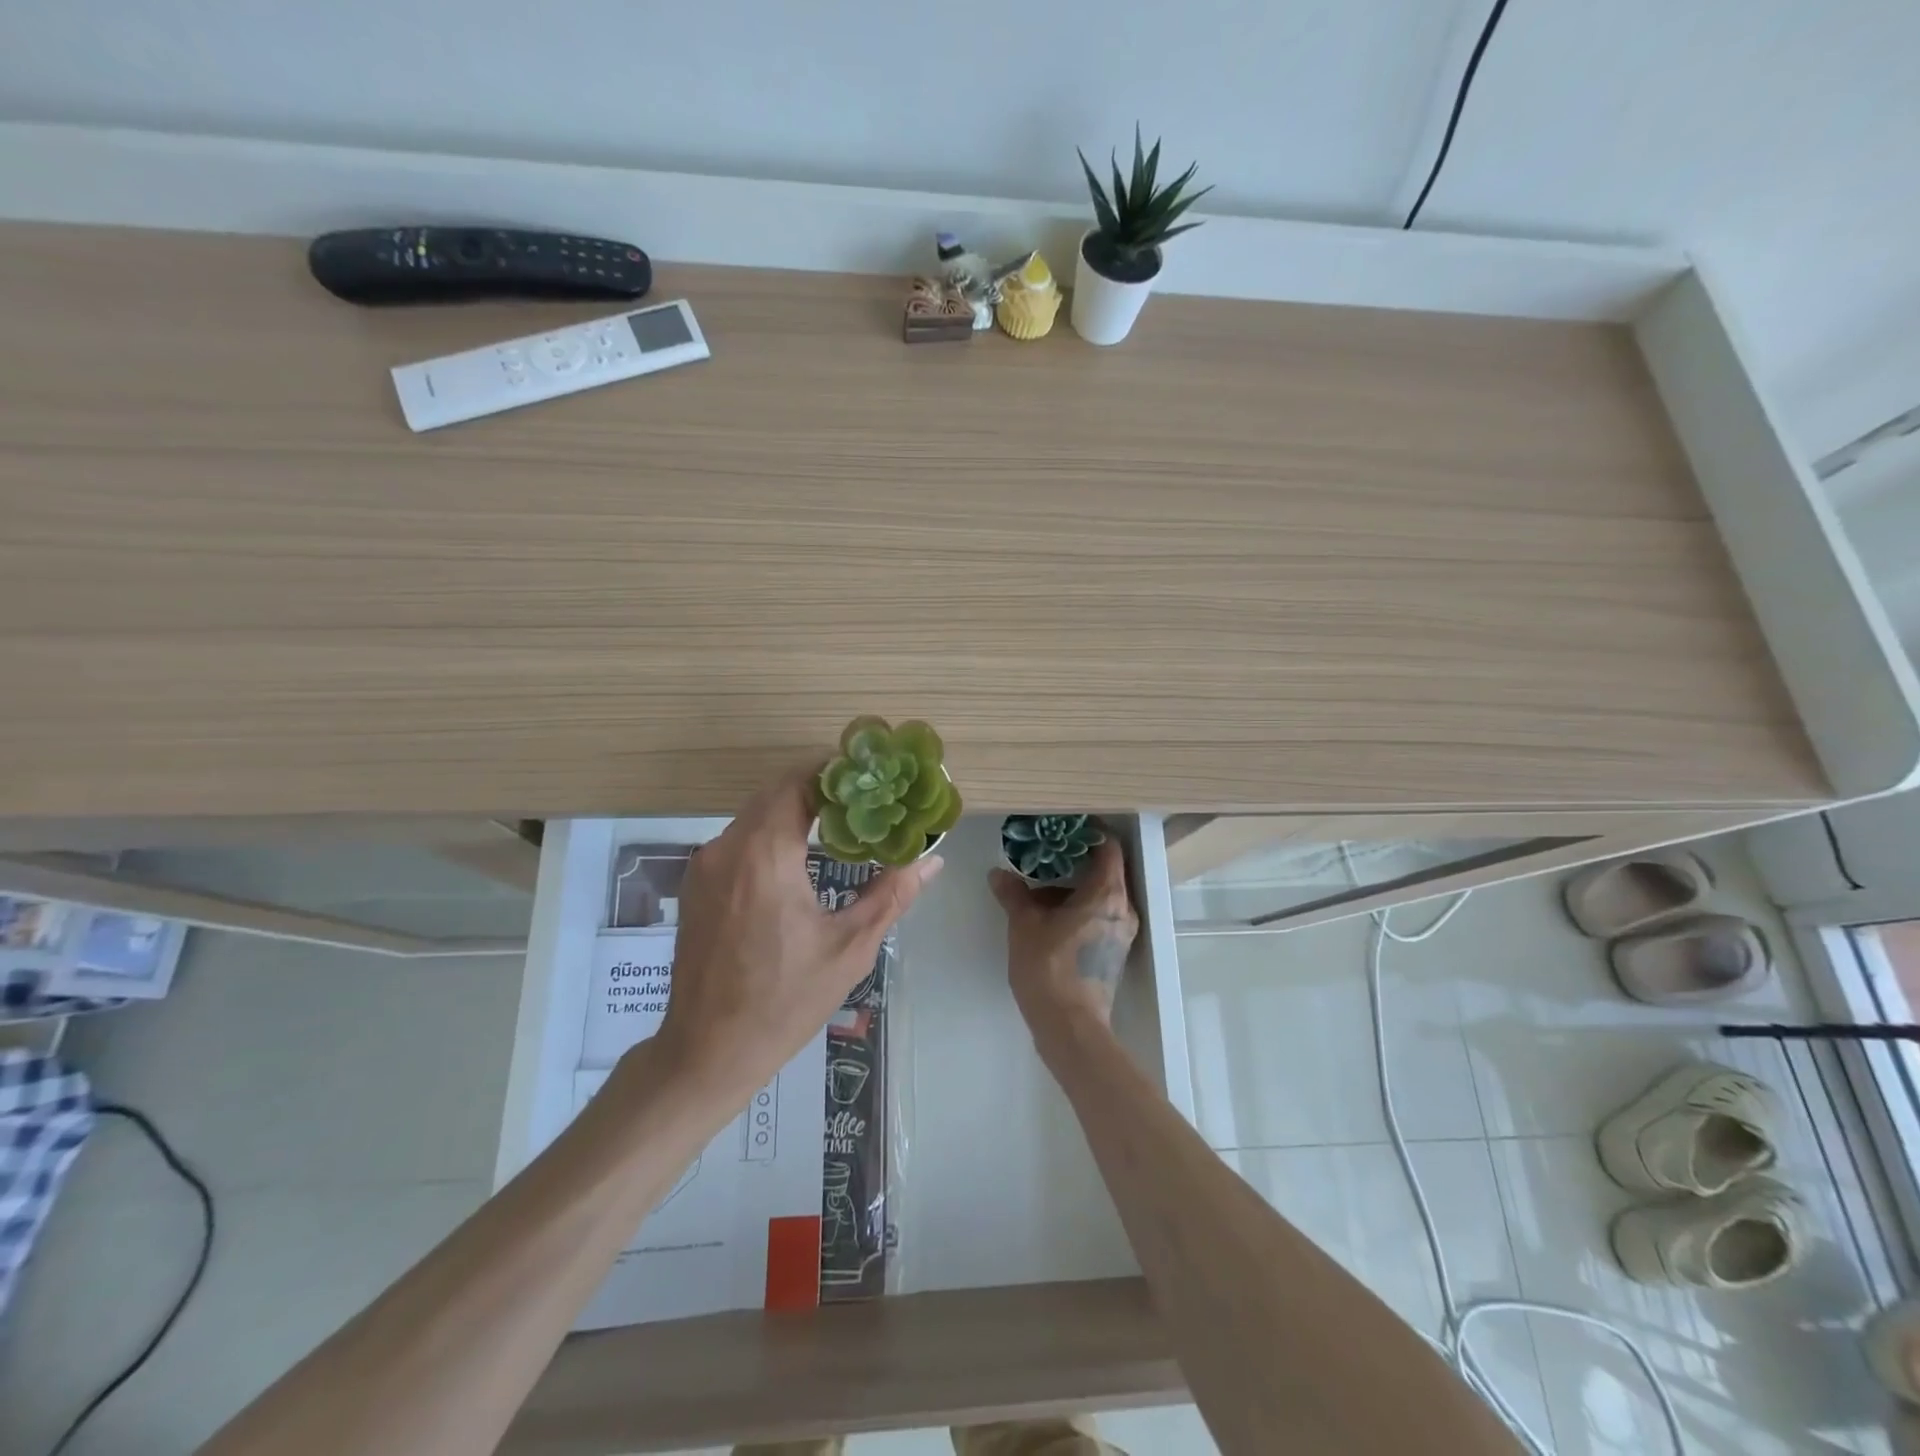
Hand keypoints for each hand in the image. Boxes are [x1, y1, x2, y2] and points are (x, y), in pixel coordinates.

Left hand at [648, 765, 942, 1104]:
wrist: (707, 1051)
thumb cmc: (784, 1001)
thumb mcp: (849, 948)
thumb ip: (892, 893)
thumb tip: (932, 859)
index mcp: (764, 854)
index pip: (798, 782)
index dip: (835, 771)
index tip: (871, 775)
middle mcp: (727, 847)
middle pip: (776, 793)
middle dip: (820, 789)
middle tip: (865, 800)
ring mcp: (705, 865)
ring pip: (756, 815)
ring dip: (795, 811)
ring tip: (841, 825)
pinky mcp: (696, 884)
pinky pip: (739, 840)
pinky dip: (771, 834)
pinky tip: (800, 858)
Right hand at [990, 837, 1138, 1045]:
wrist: (1070, 1027)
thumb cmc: (1050, 968)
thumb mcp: (1024, 925)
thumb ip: (1013, 894)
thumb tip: (998, 874)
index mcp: (1106, 893)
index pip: (1108, 847)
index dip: (1088, 833)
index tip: (1062, 829)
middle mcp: (1122, 908)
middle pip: (1104, 871)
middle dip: (1072, 862)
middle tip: (1041, 857)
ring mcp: (1121, 932)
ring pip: (1100, 896)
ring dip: (1071, 889)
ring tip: (1036, 891)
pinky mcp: (1114, 952)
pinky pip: (1098, 916)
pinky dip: (1078, 909)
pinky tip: (1047, 918)